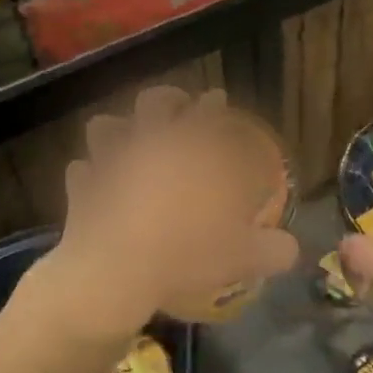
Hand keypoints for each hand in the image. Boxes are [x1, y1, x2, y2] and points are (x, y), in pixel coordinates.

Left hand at [26, 87, 299, 341]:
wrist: (116, 272)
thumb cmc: (185, 253)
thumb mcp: (240, 257)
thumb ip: (270, 250)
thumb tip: (291, 250)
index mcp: (191, 151)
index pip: (208, 113)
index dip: (214, 104)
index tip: (218, 99)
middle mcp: (151, 145)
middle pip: (155, 102)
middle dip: (168, 99)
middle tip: (177, 106)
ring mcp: (111, 163)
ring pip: (106, 126)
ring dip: (117, 129)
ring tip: (127, 138)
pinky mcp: (82, 188)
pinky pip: (80, 171)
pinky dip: (87, 175)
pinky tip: (91, 182)